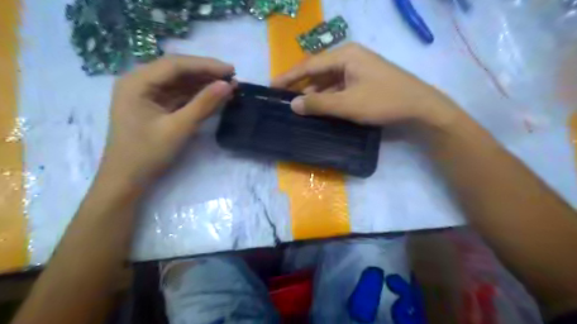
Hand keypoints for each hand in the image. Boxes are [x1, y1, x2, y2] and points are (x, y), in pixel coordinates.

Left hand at [99, 54, 233, 188]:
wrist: (127, 180)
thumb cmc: (147, 154)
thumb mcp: (179, 128)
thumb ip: (204, 105)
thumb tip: (227, 85)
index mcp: (137, 82)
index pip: (176, 64)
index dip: (206, 65)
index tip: (232, 70)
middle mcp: (139, 82)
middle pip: (177, 70)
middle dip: (206, 73)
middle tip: (232, 79)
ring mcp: (146, 94)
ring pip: (180, 82)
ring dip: (203, 84)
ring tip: (228, 87)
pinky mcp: (154, 106)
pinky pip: (178, 95)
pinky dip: (196, 96)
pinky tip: (213, 97)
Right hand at [274, 42, 457, 127]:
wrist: (420, 106)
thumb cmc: (383, 101)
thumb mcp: (347, 104)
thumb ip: (318, 104)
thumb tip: (293, 105)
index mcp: (345, 55)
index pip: (309, 64)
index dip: (289, 77)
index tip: (272, 86)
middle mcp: (349, 57)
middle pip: (318, 71)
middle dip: (301, 86)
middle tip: (283, 100)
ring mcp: (358, 68)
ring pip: (328, 81)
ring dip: (314, 94)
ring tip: (298, 107)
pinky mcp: (363, 80)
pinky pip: (339, 86)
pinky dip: (328, 97)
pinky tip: (320, 108)